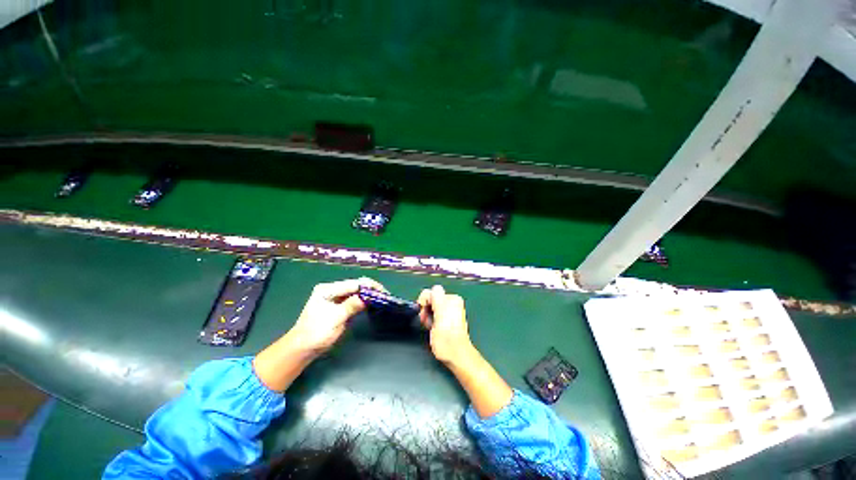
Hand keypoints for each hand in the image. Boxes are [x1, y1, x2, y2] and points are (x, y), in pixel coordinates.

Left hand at [287, 277, 384, 353]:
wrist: (302, 349)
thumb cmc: (316, 333)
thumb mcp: (335, 318)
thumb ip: (352, 305)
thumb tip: (369, 297)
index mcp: (328, 290)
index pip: (353, 284)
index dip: (369, 286)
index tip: (382, 291)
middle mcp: (331, 290)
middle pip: (355, 286)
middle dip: (370, 289)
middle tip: (384, 295)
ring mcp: (335, 298)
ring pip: (356, 292)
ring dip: (368, 295)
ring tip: (381, 298)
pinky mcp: (339, 306)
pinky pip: (354, 300)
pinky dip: (363, 301)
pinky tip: (371, 302)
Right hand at [417, 285, 474, 364]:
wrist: (456, 355)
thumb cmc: (446, 338)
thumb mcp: (440, 313)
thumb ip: (436, 297)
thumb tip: (432, 290)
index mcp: (452, 298)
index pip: (431, 292)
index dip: (424, 301)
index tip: (423, 313)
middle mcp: (453, 302)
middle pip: (431, 299)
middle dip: (426, 309)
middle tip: (427, 322)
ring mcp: (451, 310)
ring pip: (432, 307)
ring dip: (428, 315)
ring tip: (431, 326)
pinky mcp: (449, 318)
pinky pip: (435, 313)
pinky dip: (433, 319)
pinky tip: (435, 328)